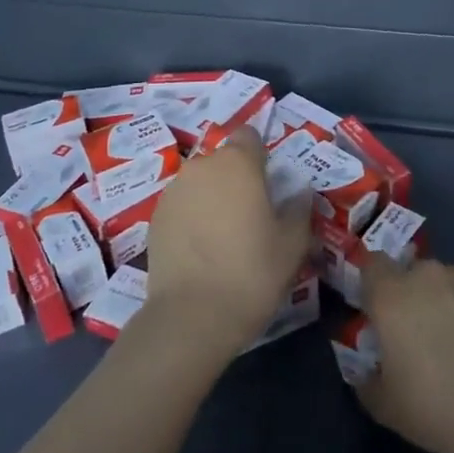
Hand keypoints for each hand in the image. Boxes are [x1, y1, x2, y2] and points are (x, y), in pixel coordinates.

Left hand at [141, 127, 310, 358]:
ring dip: (213, 198)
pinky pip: (182, 206)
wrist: (191, 317)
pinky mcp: (155, 218)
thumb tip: (299, 192)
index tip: (270, 182)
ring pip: (201, 183)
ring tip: (224, 236)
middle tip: (252, 215)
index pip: (250, 135)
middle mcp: (202, 167)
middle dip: (237, 179)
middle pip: (224, 161)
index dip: (260, 154)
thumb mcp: (293, 244)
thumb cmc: (252, 272)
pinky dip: (192, 218)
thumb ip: (299, 209)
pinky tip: (202, 250)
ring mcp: (173, 192)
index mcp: (238, 163)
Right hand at [356, 259, 453, 452]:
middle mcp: (426, 277)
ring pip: (441, 282)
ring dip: (438, 302)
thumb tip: (368, 372)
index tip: (374, 312)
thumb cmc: (433, 405)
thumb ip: (367, 381)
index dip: (371, 284)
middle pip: (409, 272)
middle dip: (407, 295)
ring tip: (449, 343)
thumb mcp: (383, 405)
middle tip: (411, 334)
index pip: (371, 264)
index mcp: (391, 295)